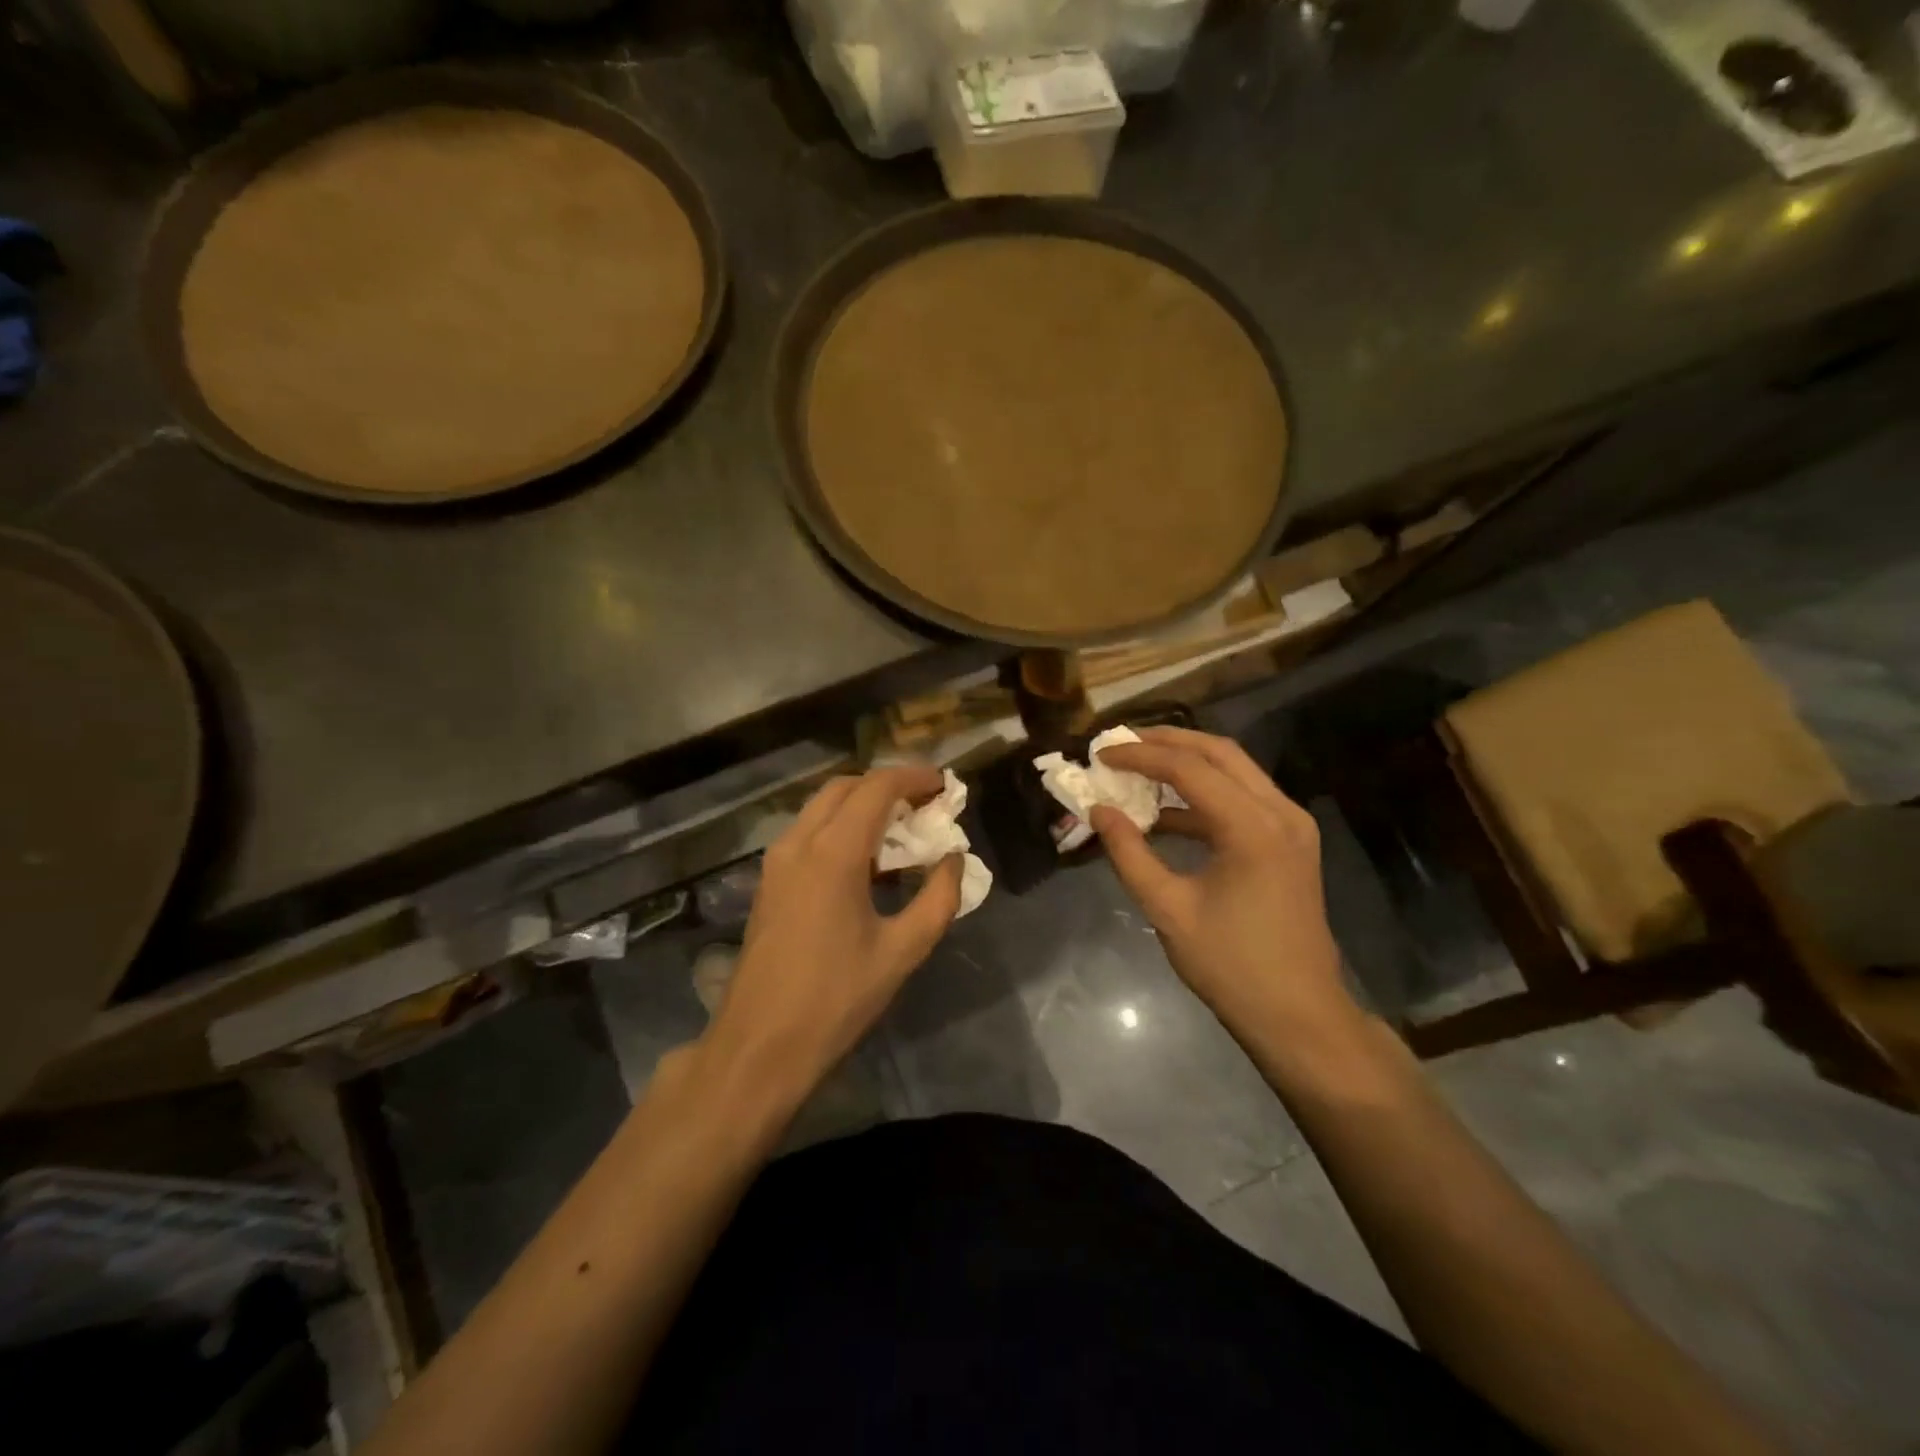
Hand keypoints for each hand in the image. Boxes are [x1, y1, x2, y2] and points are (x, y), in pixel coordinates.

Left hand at [702, 765, 961, 1104]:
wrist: (760, 1045)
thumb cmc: (836, 998)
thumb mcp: (902, 951)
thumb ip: (938, 898)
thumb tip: (953, 859)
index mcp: (833, 853)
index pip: (877, 788)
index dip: (914, 778)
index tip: (945, 786)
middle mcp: (799, 843)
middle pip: (845, 787)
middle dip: (887, 785)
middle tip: (925, 805)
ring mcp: (777, 861)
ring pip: (822, 806)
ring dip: (862, 804)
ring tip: (901, 830)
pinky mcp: (769, 881)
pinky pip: (808, 831)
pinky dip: (840, 826)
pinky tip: (866, 861)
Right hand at [1092, 727, 1354, 1038]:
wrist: (1299, 1015)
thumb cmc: (1230, 965)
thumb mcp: (1167, 909)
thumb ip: (1129, 852)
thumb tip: (1098, 811)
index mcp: (1252, 827)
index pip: (1188, 768)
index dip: (1140, 756)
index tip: (1100, 755)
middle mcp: (1280, 813)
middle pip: (1219, 752)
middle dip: (1167, 741)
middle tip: (1121, 743)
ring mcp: (1291, 826)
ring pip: (1235, 770)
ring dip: (1187, 763)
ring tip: (1138, 766)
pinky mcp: (1290, 842)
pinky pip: (1243, 799)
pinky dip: (1204, 794)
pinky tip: (1166, 813)